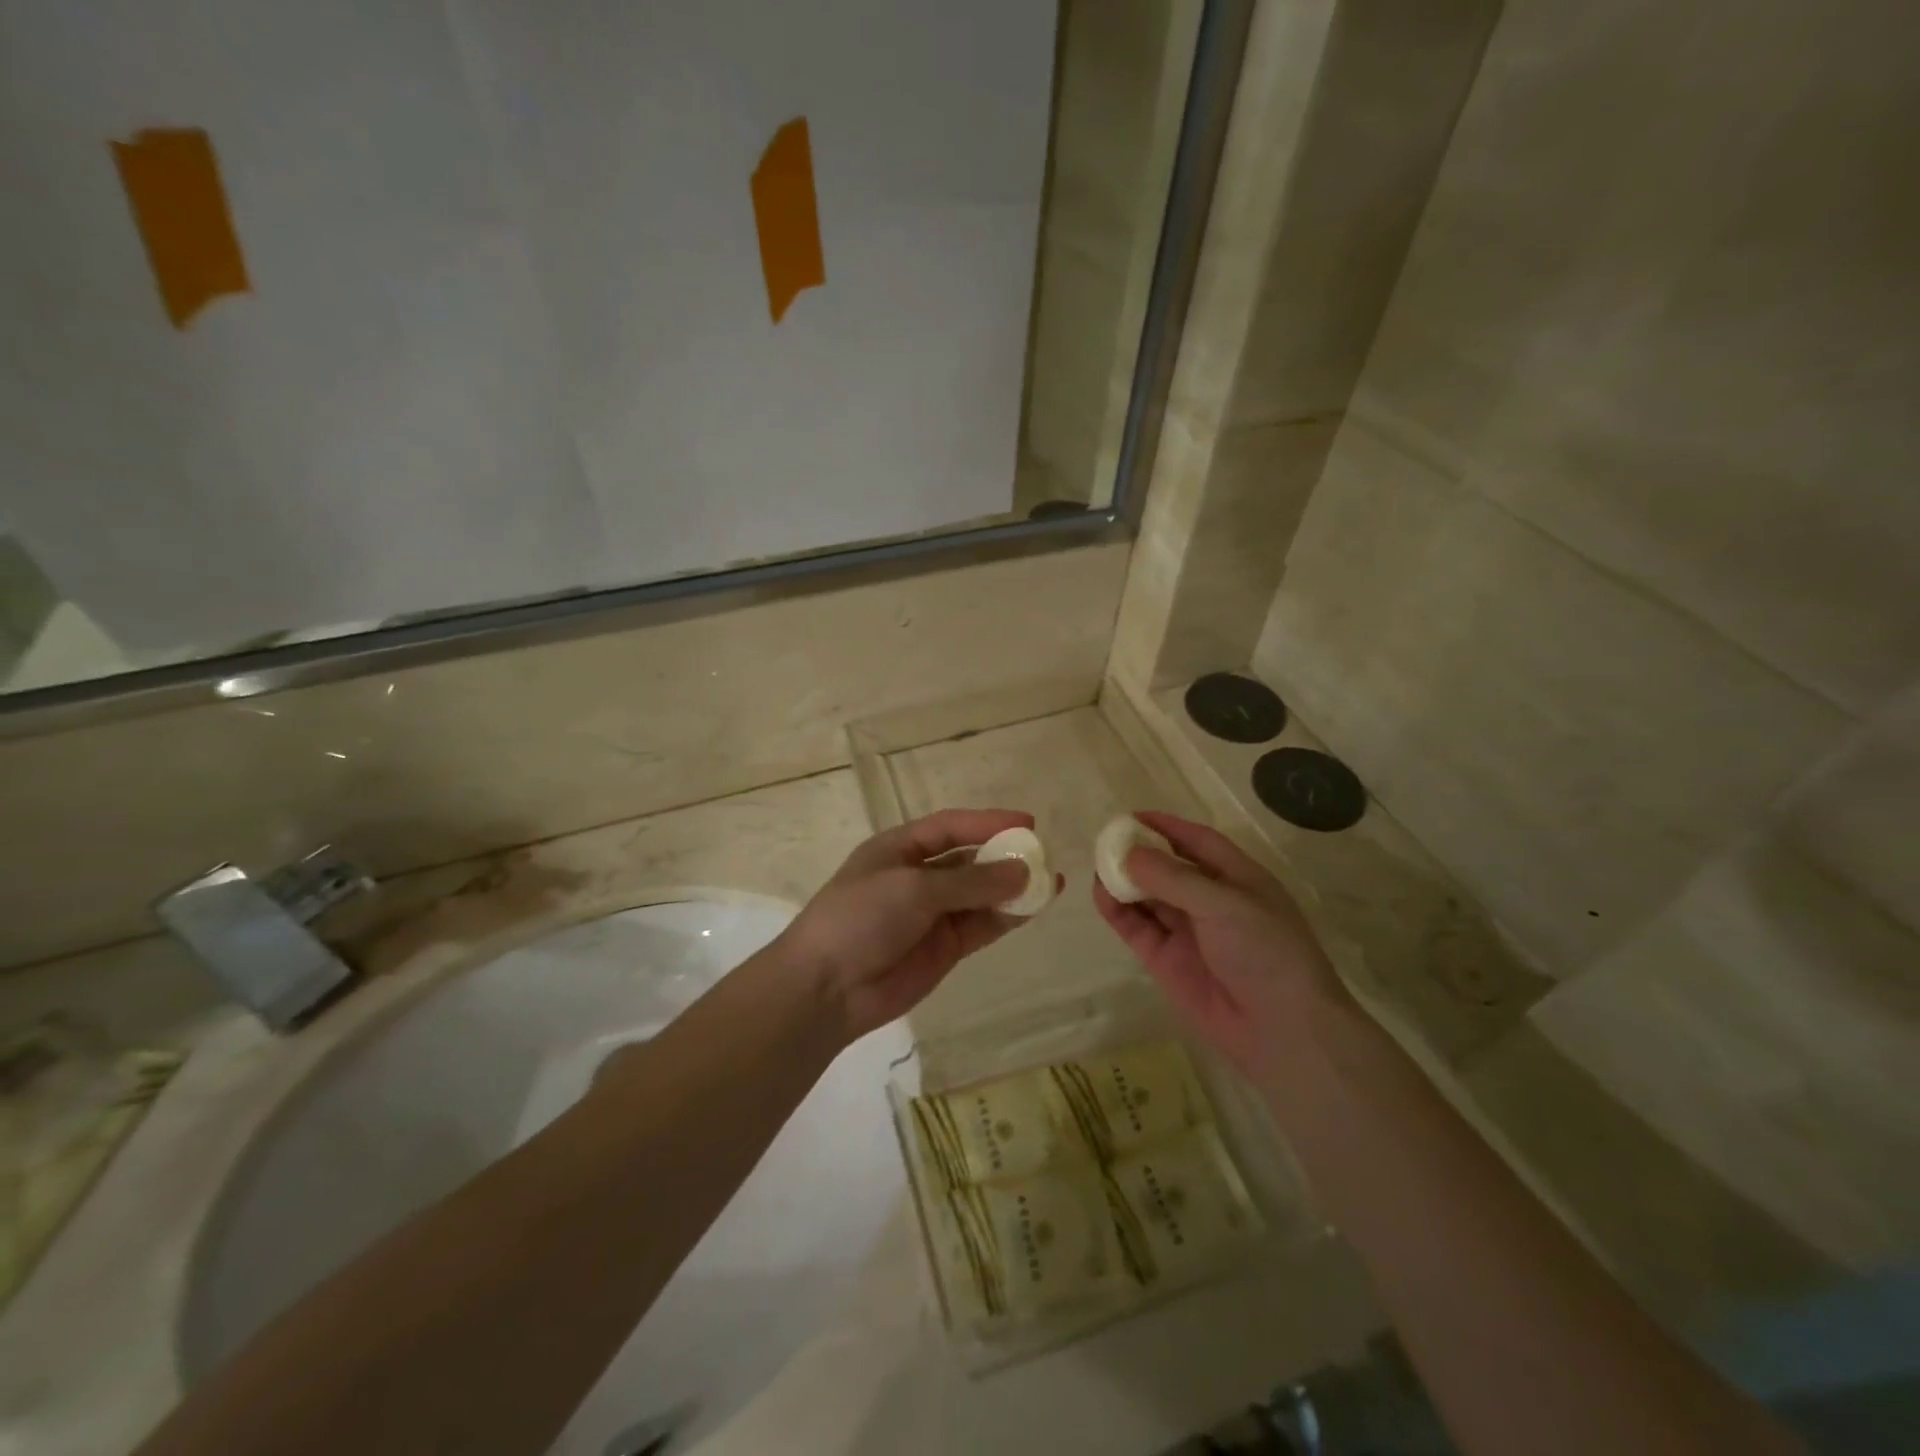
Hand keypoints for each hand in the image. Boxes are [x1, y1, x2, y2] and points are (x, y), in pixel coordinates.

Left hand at [775, 809, 1045, 1041]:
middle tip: (1045, 856)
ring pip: (981, 894)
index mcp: (900, 849)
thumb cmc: (860, 919)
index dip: (988, 822)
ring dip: (1013, 888)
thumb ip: (971, 881)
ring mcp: (932, 914)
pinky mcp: (944, 948)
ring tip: (1052, 882)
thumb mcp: (913, 889)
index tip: (1028, 824)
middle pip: (970, 860)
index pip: (951, 827)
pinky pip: (982, 925)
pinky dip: (1007, 917)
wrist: (826, 988)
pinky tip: (1034, 908)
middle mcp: (918, 877)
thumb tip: (1023, 870)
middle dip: (1005, 856)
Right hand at [1092, 811, 1348, 1088]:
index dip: (1166, 827)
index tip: (1131, 817)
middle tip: (1105, 842)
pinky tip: (1101, 895)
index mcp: (1236, 879)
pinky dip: (1118, 911)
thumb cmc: (1266, 953)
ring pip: (1148, 897)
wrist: (1282, 1030)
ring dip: (1123, 881)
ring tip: (1097, 866)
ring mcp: (1186, 932)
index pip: (1198, 842)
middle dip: (1138, 854)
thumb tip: (1128, 855)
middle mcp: (1210, 901)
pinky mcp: (1166, 960)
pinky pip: (1137, 927)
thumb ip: (1174, 878)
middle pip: (1167, 868)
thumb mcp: (1225, 905)